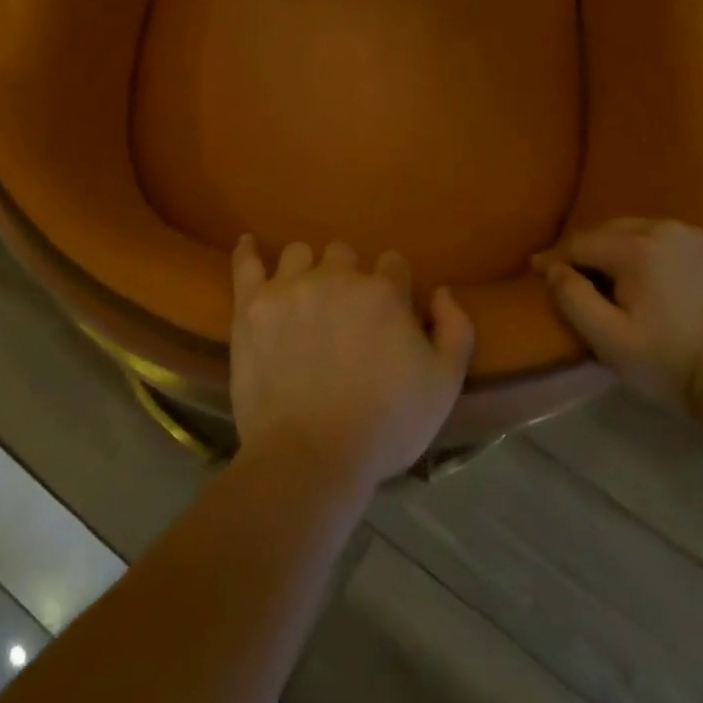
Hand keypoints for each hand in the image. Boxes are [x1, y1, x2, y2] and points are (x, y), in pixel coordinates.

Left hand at [230, 236, 473, 492]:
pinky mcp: (252, 305)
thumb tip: (442, 292)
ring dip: (306, 269)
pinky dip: (248, 252)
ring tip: (303, 298)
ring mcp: (290, 287)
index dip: (393, 287)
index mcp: (384, 292)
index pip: (393, 264)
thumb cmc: (385, 426)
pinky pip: (246, 263)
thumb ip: (456, 330)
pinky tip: (249, 245)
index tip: (388, 314)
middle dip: (348, 276)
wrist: (310, 457)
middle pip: (344, 254)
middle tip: (344, 314)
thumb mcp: (444, 386)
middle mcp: (336, 277)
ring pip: (299, 253)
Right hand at [533, 218, 702, 413]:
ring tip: (608, 271)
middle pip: (609, 230)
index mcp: (636, 248)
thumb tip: (552, 267)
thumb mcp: (608, 340)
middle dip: (586, 250)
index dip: (556, 257)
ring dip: (618, 246)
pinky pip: (668, 237)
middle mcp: (664, 228)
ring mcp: (694, 234)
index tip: (538, 270)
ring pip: (638, 229)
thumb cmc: (668, 363)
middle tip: (570, 272)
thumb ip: (572, 298)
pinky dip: (651, 248)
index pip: (582, 242)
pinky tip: (649, 270)